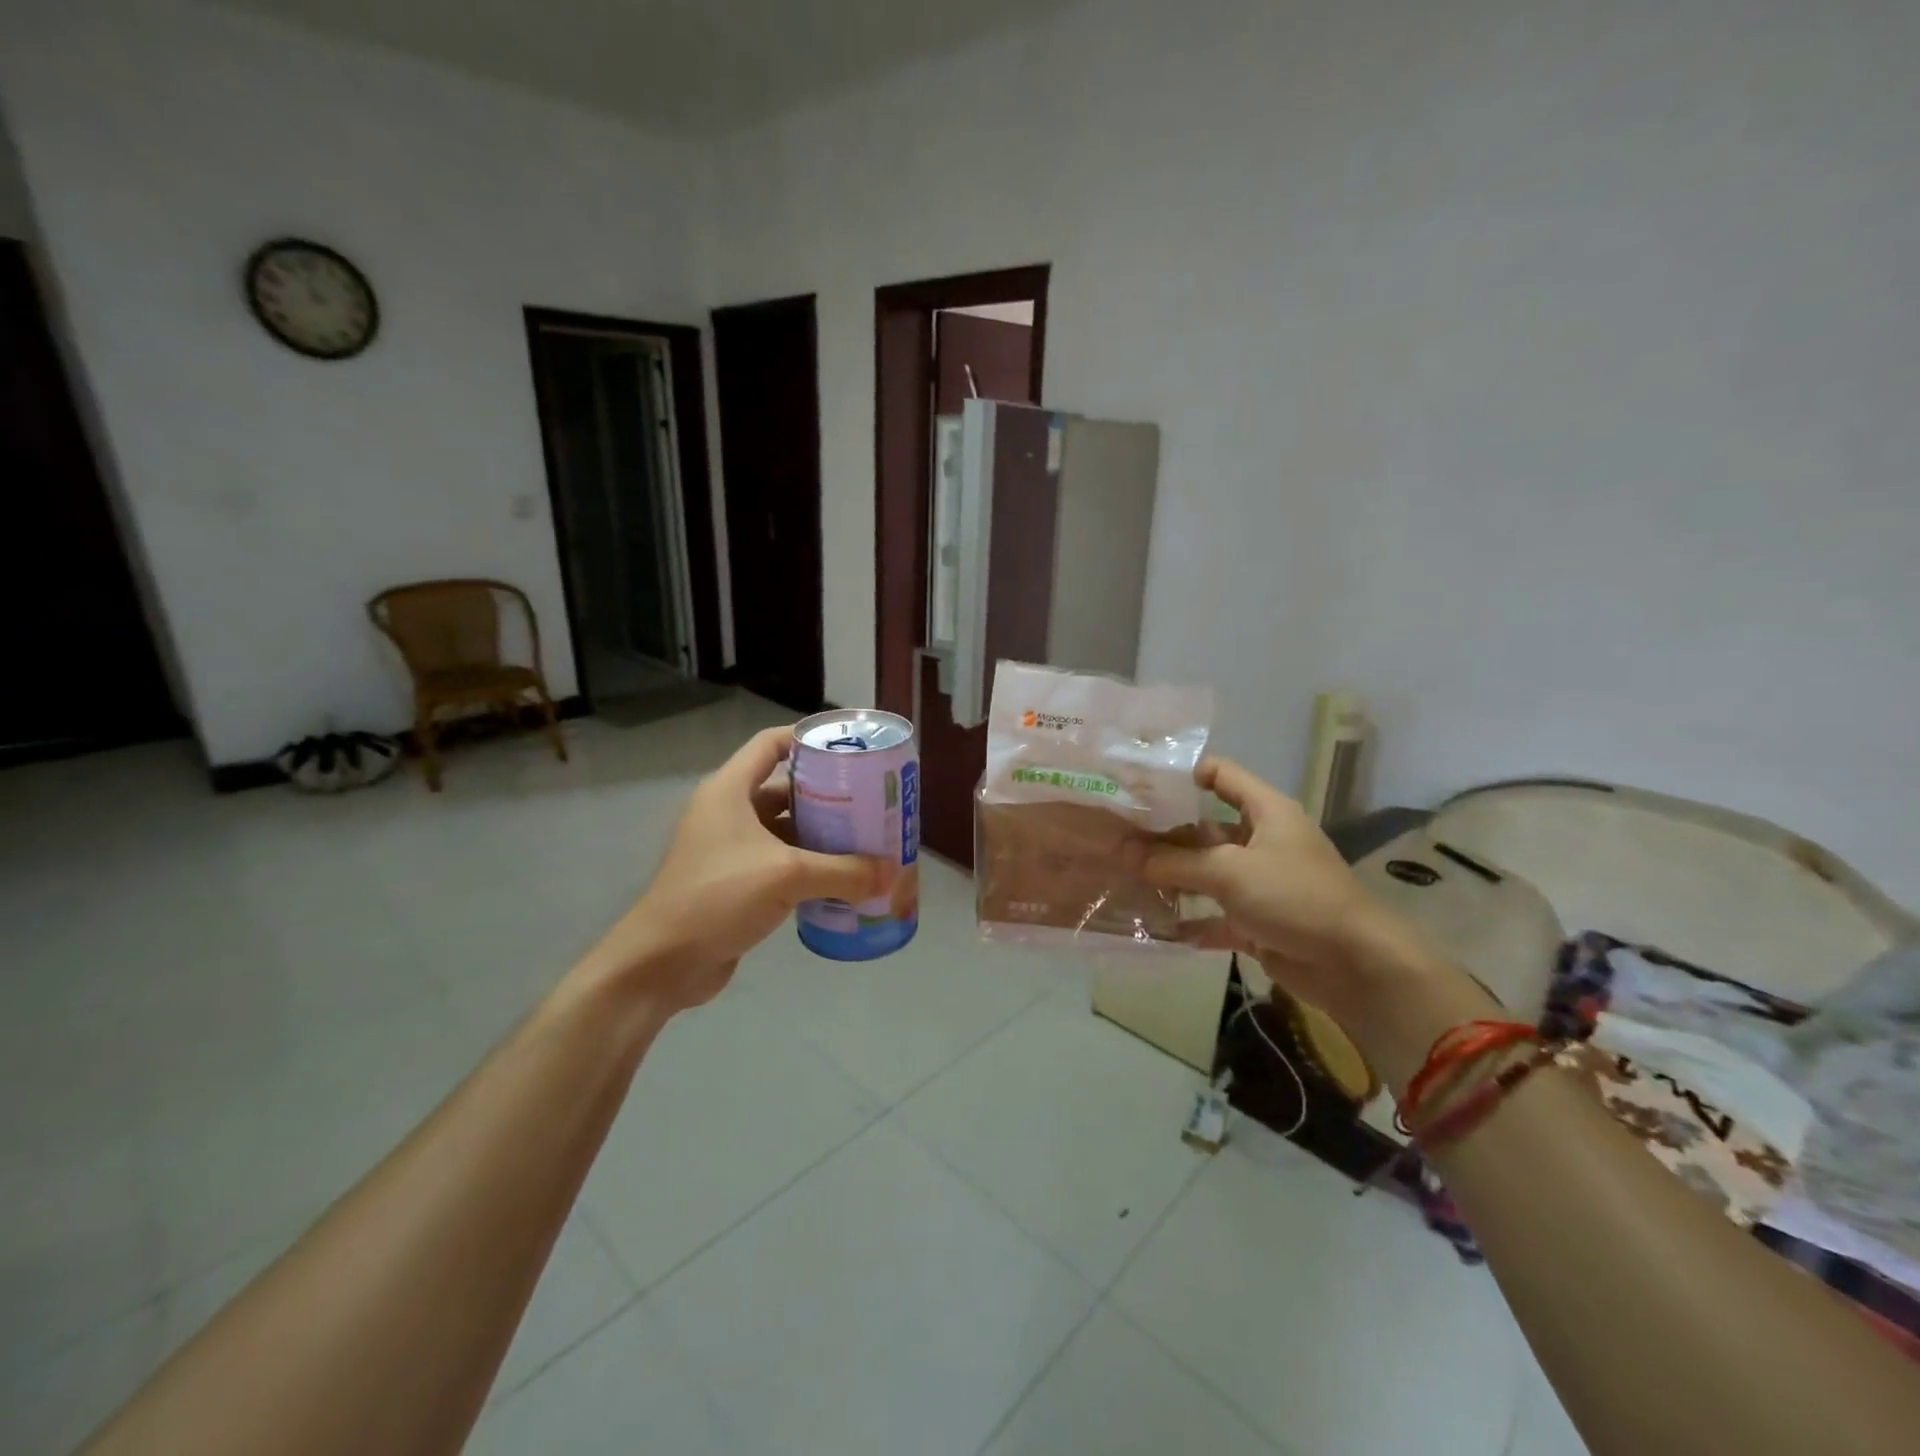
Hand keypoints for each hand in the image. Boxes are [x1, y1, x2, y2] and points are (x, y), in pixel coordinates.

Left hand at [582, 726, 896, 1013]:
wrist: (662, 963)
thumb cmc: (718, 897)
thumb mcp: (786, 876)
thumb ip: (843, 871)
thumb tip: (892, 872)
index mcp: (730, 790)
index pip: (770, 744)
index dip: (806, 738)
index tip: (848, 748)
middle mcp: (729, 812)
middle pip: (785, 789)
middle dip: (828, 794)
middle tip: (871, 801)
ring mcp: (731, 849)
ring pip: (785, 830)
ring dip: (822, 835)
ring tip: (866, 839)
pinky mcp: (736, 882)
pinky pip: (781, 863)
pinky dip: (810, 866)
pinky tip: (843, 878)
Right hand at [1131, 758, 1431, 1036]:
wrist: (1355, 965)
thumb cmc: (1294, 897)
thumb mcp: (1228, 872)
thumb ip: (1173, 862)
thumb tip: (1122, 852)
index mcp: (1265, 811)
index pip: (1221, 774)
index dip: (1183, 774)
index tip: (1140, 786)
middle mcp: (1262, 840)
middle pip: (1206, 827)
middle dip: (1165, 834)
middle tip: (1118, 838)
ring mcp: (1261, 882)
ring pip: (1208, 872)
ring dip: (1174, 878)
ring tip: (1127, 878)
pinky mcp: (1259, 921)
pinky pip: (1217, 915)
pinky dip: (1193, 920)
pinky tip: (1159, 924)